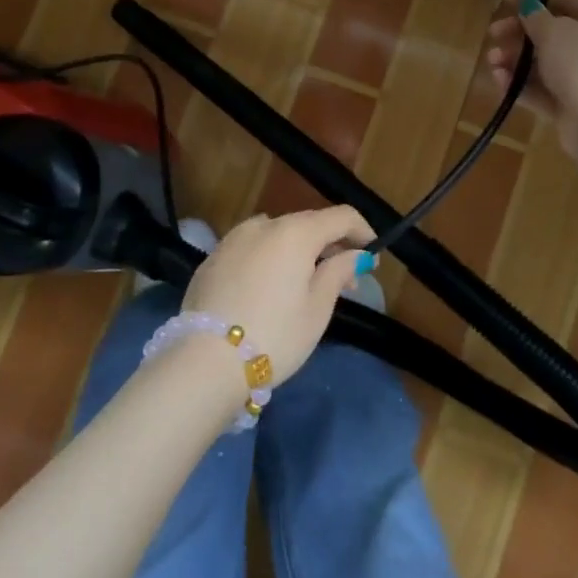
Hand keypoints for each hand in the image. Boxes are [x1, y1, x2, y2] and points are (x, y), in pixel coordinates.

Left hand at [181, 206, 374, 381]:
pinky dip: (268, 260)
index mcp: (296, 232)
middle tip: (344, 279)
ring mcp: (234, 239)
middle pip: (307, 224)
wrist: (205, 361)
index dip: (361, 230)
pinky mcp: (213, 258)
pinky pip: (251, 249)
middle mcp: (264, 224)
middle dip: (330, 245)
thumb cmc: (275, 335)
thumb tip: (356, 255)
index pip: (340, 216)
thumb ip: (338, 273)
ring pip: (277, 235)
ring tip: (304, 284)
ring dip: (297, 251)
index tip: (372, 254)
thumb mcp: (317, 309)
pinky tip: (268, 290)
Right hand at [485, 0, 577, 152]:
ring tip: (492, 61)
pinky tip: (499, 80)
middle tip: (494, 33)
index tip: (506, 1)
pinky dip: (520, 84)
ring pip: (543, 62)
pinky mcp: (571, 105)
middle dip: (518, 32)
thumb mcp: (554, 31)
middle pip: (551, 32)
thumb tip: (529, 7)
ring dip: (515, 59)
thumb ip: (535, 16)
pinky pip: (542, 89)